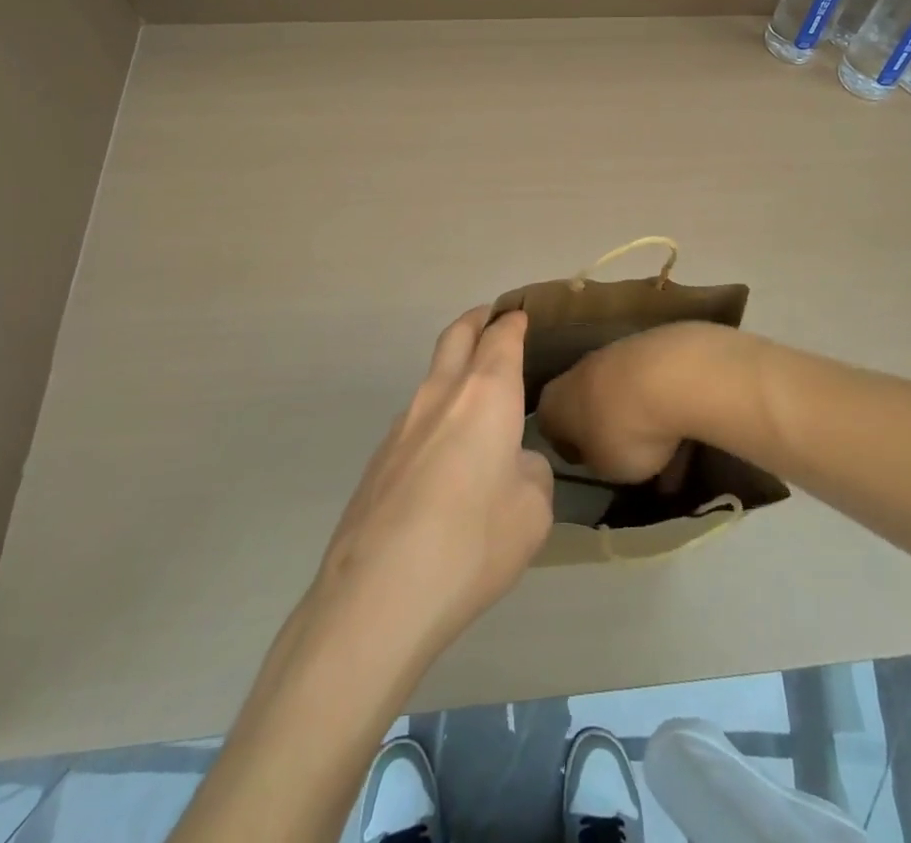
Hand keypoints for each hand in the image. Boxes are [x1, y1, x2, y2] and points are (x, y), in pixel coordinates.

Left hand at [311, 307, 553, 665]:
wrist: (377, 595)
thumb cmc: (472, 543)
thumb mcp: (533, 512)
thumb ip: (531, 473)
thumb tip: (512, 463)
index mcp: (486, 394)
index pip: (502, 338)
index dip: (514, 323)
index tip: (522, 316)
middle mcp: (440, 395)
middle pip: (457, 335)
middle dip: (476, 321)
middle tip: (491, 318)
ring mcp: (402, 424)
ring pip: (432, 377)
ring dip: (454, 369)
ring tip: (475, 396)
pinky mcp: (378, 459)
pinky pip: (416, 420)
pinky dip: (436, 416)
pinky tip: (445, 458)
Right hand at [537, 321, 748, 483]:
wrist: (669, 375)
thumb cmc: (623, 431)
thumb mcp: (604, 469)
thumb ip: (597, 461)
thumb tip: (600, 453)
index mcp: (553, 403)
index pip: (550, 429)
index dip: (571, 450)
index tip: (592, 465)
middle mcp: (576, 372)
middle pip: (587, 404)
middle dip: (607, 429)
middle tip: (630, 457)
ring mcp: (613, 353)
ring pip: (621, 392)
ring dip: (639, 416)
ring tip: (668, 446)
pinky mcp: (648, 344)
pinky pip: (649, 382)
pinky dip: (662, 402)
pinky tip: (683, 424)